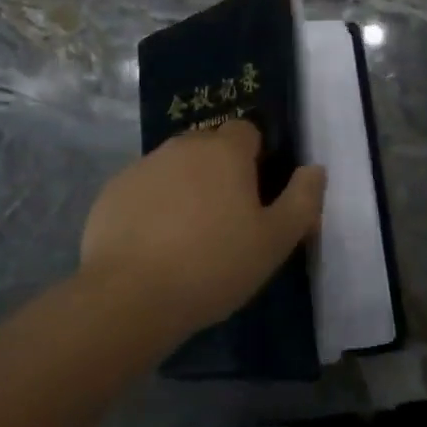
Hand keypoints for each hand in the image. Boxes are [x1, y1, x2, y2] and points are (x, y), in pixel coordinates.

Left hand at [81, 120, 325, 335]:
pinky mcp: (112, 191)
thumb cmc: (214, 265)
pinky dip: (152, 205)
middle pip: (208, 146)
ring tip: (187, 235)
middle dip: (219, 170)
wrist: (130, 295)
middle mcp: (181, 146)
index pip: (246, 131)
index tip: (255, 196)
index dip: (255, 158)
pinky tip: (153, 244)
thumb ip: (302, 200)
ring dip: (185, 187)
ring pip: (174, 167)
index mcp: (224, 151)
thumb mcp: (275, 241)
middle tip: (225, 219)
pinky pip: (143, 189)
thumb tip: (314, 169)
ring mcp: (142, 166)